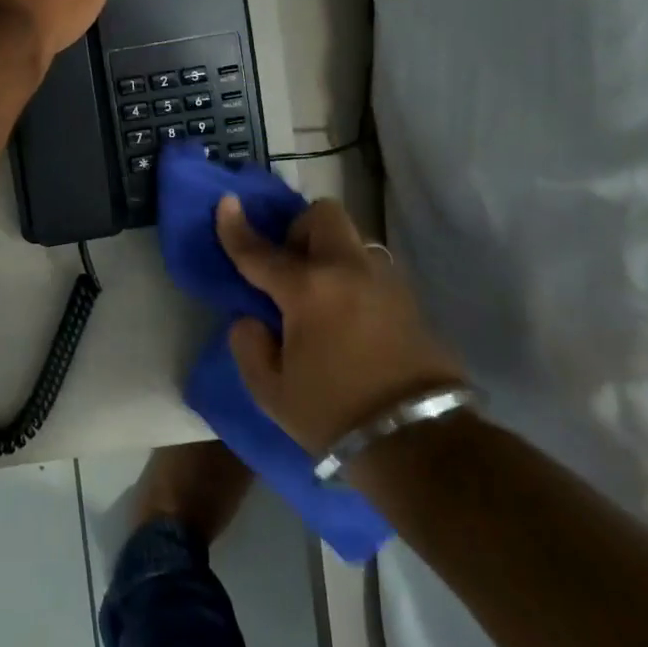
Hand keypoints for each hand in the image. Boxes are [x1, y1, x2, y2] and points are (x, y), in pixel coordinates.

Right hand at [217, 195, 466, 455]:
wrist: (420, 443)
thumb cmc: (334, 414)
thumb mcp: (271, 391)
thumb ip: (249, 346)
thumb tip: (253, 320)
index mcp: (307, 290)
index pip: (260, 250)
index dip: (236, 226)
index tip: (226, 203)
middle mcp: (347, 271)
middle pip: (323, 215)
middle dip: (299, 229)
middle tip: (289, 267)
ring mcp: (384, 282)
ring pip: (351, 240)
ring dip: (329, 253)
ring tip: (320, 296)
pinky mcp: (409, 301)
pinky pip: (371, 270)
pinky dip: (352, 279)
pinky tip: (348, 317)